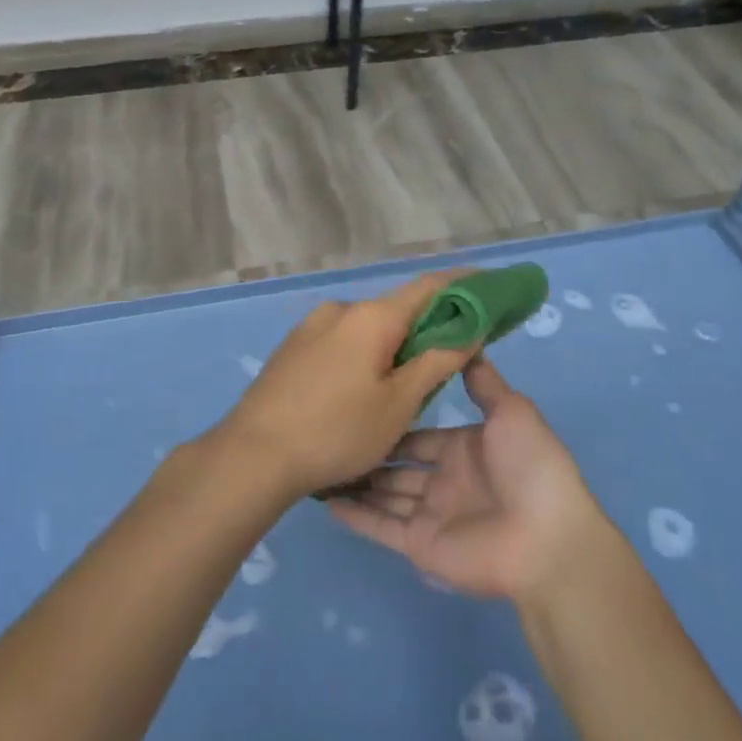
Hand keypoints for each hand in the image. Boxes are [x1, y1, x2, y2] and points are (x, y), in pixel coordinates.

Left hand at [213, 272, 476, 497]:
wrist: (252, 456)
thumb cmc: (336, 431)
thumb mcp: (398, 405)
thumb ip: (437, 362)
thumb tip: (468, 332)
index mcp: (371, 316)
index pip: (429, 286)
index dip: (463, 285)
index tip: (489, 288)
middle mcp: (340, 309)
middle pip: (397, 309)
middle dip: (427, 327)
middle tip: (450, 357)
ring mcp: (311, 327)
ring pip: (367, 329)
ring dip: (392, 346)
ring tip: (402, 387)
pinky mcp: (292, 348)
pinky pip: (341, 341)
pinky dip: (364, 354)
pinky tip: (360, 391)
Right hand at [327, 356, 608, 602]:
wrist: (546, 538)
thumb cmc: (529, 467)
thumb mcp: (511, 412)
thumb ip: (484, 382)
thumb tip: (467, 342)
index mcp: (465, 449)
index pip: (421, 435)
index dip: (394, 422)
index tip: (361, 403)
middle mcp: (445, 480)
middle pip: (398, 465)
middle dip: (370, 453)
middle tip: (331, 433)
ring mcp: (431, 515)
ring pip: (385, 494)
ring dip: (357, 481)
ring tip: (320, 461)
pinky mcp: (419, 545)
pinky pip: (381, 526)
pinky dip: (355, 515)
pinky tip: (326, 499)